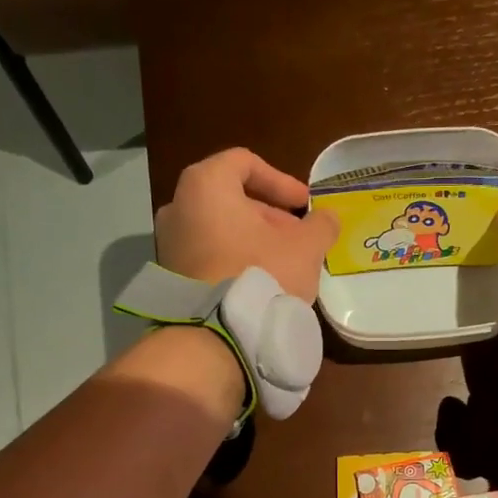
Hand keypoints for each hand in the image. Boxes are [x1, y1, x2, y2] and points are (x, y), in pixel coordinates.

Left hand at [155, 148, 338, 301]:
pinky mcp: (171, 277)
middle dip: (269, 216)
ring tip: (283, 263)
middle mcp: (178, 207)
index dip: (280, 180)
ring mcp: (169, 244)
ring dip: (253, 240)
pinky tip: (260, 283)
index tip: (304, 204)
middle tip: (298, 238)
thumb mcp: (305, 248)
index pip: (244, 163)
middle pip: (231, 198)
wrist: (216, 334)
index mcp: (205, 185)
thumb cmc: (260, 273)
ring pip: (220, 229)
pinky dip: (233, 260)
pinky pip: (208, 256)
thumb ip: (320, 225)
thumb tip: (328, 218)